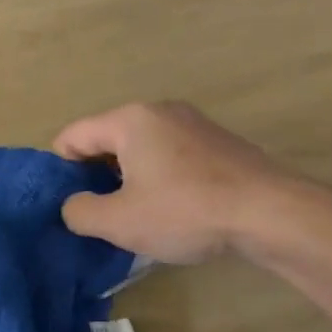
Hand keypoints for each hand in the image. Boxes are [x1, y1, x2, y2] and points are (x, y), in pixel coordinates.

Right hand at [52, 101, 322, 265]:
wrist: (271, 213)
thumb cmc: (186, 211)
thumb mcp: (120, 221)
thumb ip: (80, 212)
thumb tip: (73, 205)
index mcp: (129, 120)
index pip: (72, 136)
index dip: (60, 170)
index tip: (69, 204)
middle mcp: (159, 111)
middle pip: (106, 139)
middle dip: (96, 175)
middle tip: (100, 213)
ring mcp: (192, 123)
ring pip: (140, 148)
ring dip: (128, 178)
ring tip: (135, 215)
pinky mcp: (217, 142)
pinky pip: (169, 154)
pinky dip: (159, 177)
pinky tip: (172, 209)